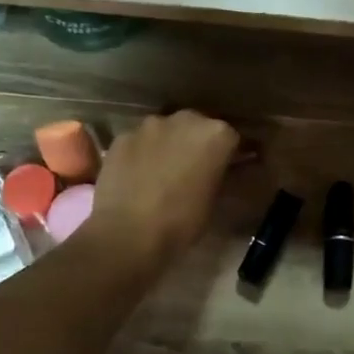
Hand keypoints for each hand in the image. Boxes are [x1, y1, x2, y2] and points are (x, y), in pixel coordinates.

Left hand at [84, 111, 240, 268]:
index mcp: (216, 134)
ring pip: (166, 130)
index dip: (230, 154)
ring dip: (169, 144)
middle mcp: (185, 119)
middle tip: (194, 169)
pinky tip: (138, 176)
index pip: (231, 137)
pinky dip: (142, 153)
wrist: (128, 234)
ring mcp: (149, 125)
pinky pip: (139, 142)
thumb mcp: (215, 200)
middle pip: (197, 126)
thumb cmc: (182, 222)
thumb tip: (224, 169)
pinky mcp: (122, 137)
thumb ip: (221, 175)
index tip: (228, 168)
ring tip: (163, 172)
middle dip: (198, 143)